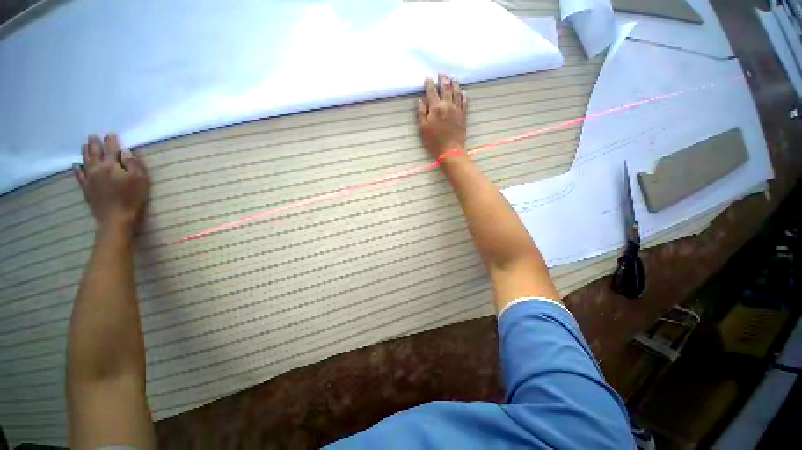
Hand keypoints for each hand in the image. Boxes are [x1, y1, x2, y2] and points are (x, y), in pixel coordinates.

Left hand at [73, 134, 150, 233]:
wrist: (115, 219)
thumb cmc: (132, 198)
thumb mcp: (140, 180)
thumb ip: (133, 164)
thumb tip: (126, 151)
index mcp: (112, 165)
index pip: (111, 148)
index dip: (111, 140)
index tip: (111, 134)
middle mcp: (98, 168)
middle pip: (95, 152)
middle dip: (94, 143)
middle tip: (93, 135)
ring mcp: (90, 178)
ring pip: (85, 161)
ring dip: (85, 152)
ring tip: (84, 144)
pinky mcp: (86, 188)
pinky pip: (79, 175)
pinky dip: (77, 168)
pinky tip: (76, 165)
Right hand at [417, 74, 467, 159]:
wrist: (450, 150)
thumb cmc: (434, 141)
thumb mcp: (423, 128)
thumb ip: (421, 113)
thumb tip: (421, 100)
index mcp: (435, 108)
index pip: (432, 91)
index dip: (429, 83)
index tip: (428, 77)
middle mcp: (447, 105)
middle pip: (446, 88)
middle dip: (443, 80)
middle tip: (441, 74)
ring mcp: (457, 109)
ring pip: (456, 92)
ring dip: (454, 83)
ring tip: (452, 78)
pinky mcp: (463, 115)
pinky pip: (464, 102)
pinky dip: (463, 95)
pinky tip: (463, 92)